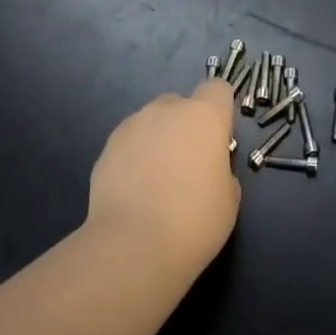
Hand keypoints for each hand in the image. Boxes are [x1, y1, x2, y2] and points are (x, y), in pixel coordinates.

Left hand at [87, 79, 240, 275]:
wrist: (133, 246)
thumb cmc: (194, 221)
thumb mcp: (229, 199)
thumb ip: (223, 171)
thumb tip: (210, 170)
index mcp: (204, 116)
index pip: (217, 88)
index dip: (220, 110)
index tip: (220, 138)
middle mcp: (167, 110)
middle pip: (181, 103)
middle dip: (185, 125)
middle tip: (188, 164)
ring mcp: (133, 125)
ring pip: (152, 121)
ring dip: (158, 139)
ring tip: (156, 181)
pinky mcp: (106, 147)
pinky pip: (129, 142)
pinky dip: (134, 157)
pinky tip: (135, 190)